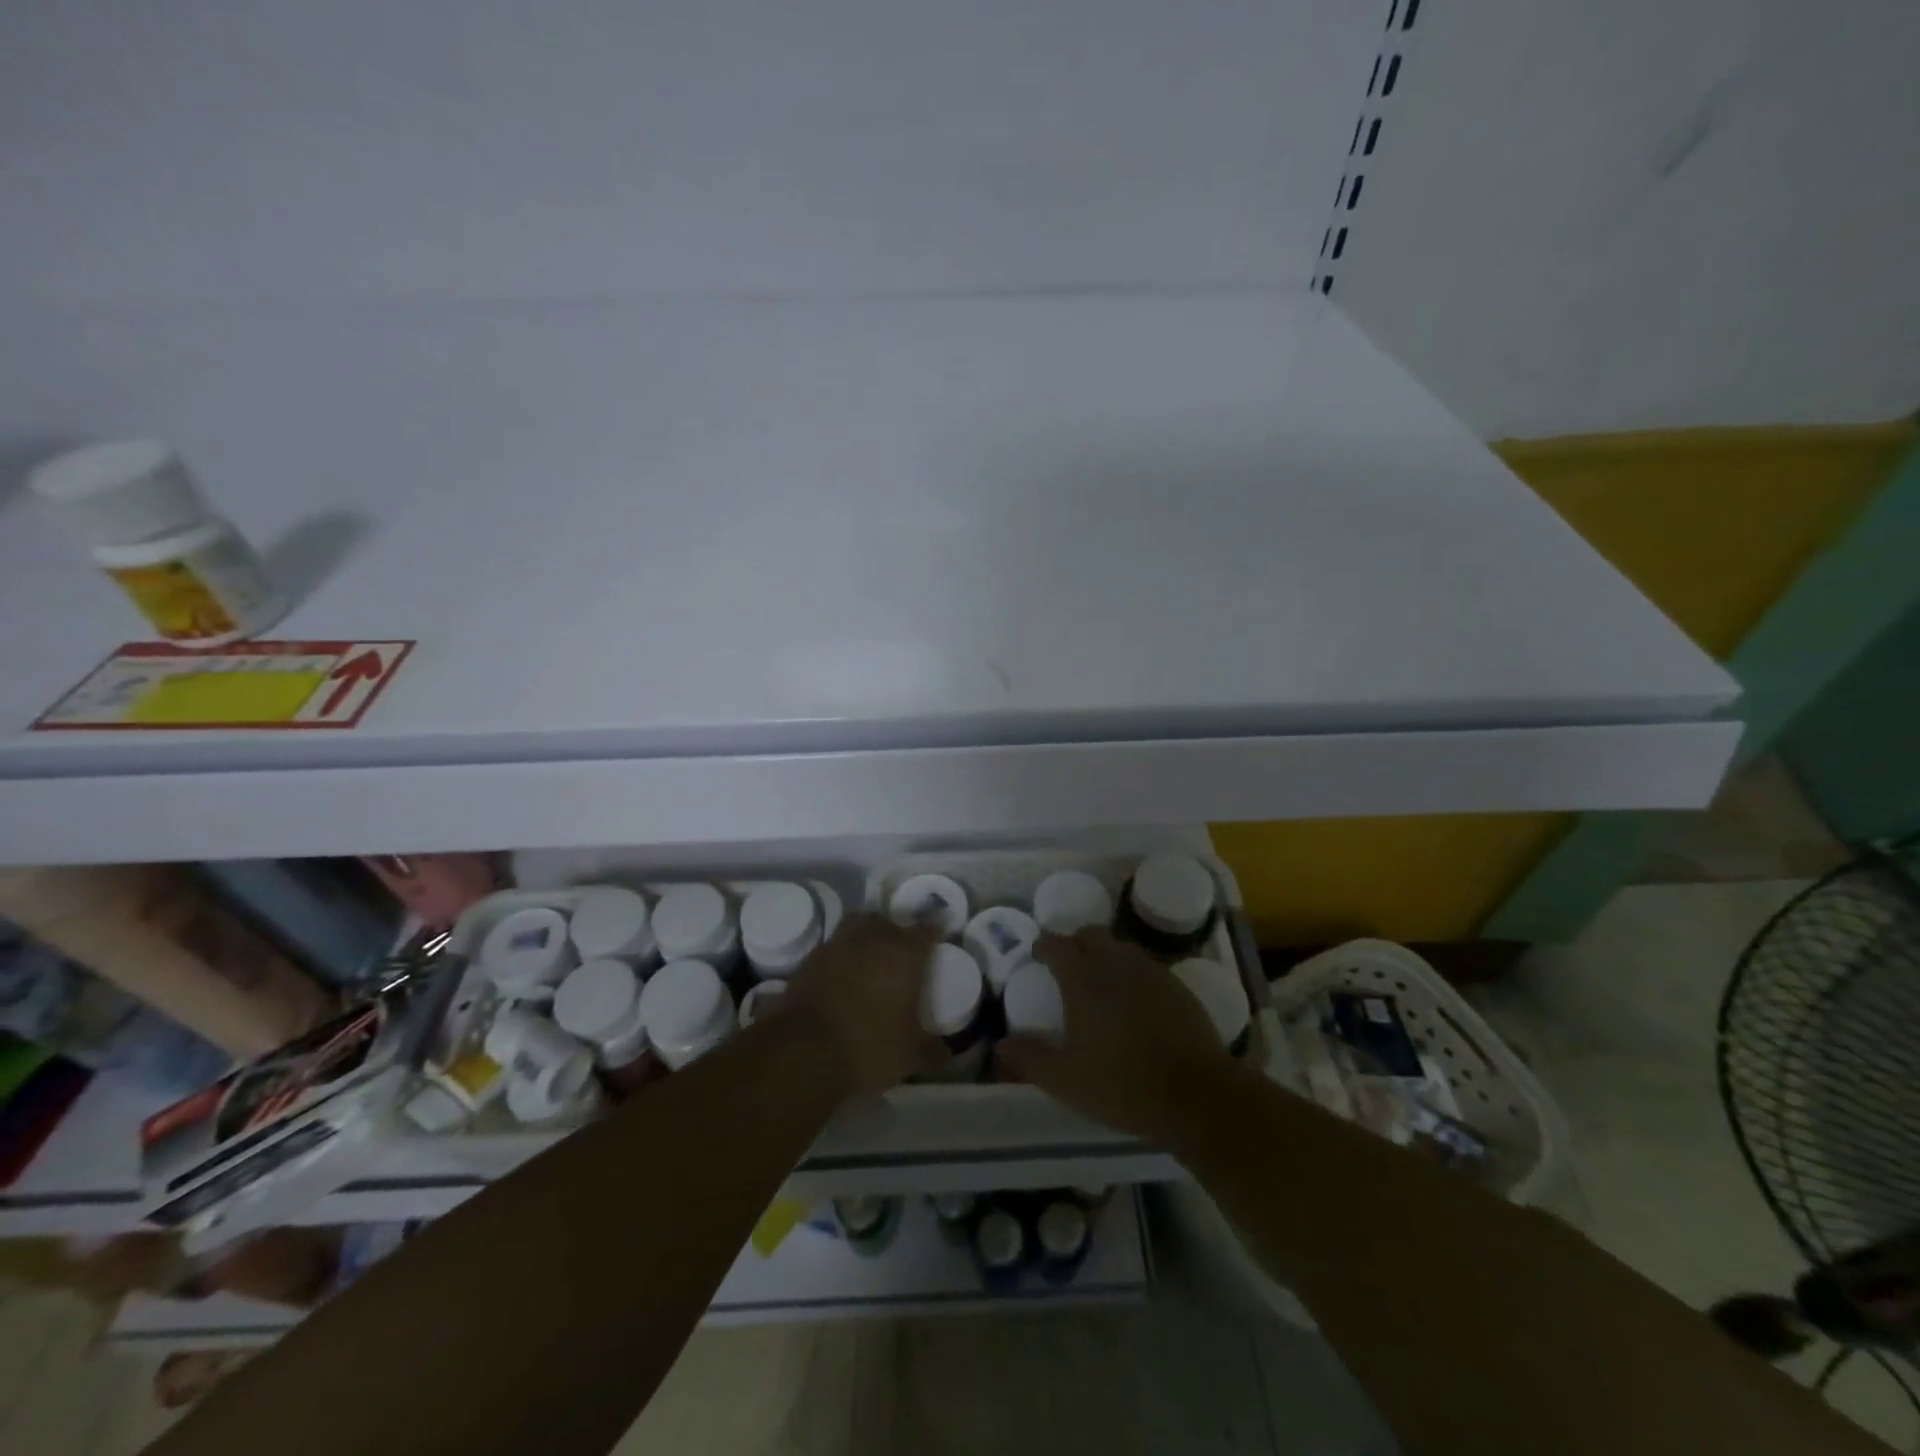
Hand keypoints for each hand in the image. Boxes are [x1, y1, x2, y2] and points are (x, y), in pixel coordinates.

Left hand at [781, 914, 939, 1097]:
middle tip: (902, 950)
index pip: (926, 931)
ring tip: (870, 956)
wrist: (805, 1050)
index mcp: (905, 953)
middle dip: (897, 931)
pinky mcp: (811, 958)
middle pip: (889, 922)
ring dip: (866, 935)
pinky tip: (843, 975)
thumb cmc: (869, 1045)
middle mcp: (873, 938)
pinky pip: (833, 947)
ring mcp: (838, 944)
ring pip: (857, 925)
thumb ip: (932, 1051)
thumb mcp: (909, 1056)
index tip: (938, 938)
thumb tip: (947, 1057)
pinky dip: (841, 955)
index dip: (934, 933)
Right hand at [995, 929, 1225, 1141]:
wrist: (1197, 1095)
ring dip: (1105, 956)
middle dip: (1075, 944)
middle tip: (1067, 968)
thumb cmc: (1123, 1084)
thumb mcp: (1066, 1080)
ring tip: (1099, 984)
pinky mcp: (1177, 986)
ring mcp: (1150, 971)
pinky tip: (1134, 1004)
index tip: (1036, 957)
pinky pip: (1146, 967)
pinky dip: (1132, 975)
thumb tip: (1000, 1044)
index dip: (1043, 946)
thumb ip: (1030, 1058)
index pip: (1057, 944)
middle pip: (1090, 935)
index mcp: (1084, 977)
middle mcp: (1116, 963)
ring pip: (1120, 948)